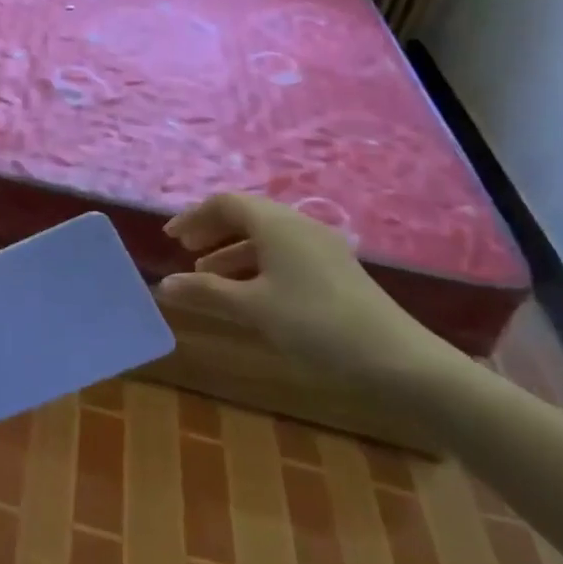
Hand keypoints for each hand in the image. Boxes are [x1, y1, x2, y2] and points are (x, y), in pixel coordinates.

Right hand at [158, 193, 460, 392]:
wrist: (398, 360)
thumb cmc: (315, 324)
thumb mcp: (253, 307)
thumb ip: (206, 291)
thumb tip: (164, 284)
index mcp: (276, 224)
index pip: (226, 202)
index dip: (193, 216)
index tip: (170, 238)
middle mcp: (298, 225)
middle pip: (246, 215)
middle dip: (212, 230)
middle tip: (185, 251)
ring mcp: (320, 247)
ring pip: (265, 236)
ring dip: (232, 250)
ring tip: (207, 276)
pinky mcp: (334, 270)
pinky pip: (283, 253)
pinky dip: (256, 264)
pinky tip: (248, 292)